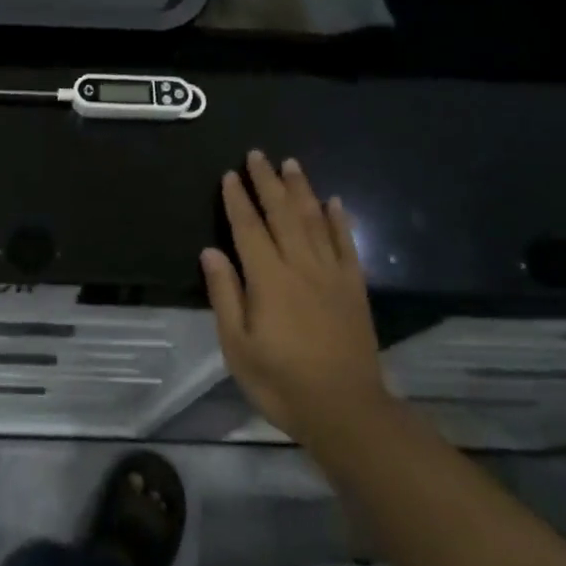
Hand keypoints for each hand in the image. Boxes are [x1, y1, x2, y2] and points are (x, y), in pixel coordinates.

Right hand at [200, 152, 389, 454]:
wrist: (346, 410)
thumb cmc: (281, 381)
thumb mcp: (237, 346)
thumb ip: (225, 294)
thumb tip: (211, 252)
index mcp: (268, 279)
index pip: (248, 228)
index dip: (237, 200)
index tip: (229, 175)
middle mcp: (301, 266)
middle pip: (282, 214)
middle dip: (267, 182)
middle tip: (257, 155)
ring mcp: (332, 275)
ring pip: (315, 221)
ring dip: (301, 190)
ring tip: (291, 164)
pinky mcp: (354, 289)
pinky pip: (346, 245)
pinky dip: (339, 220)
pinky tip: (333, 201)